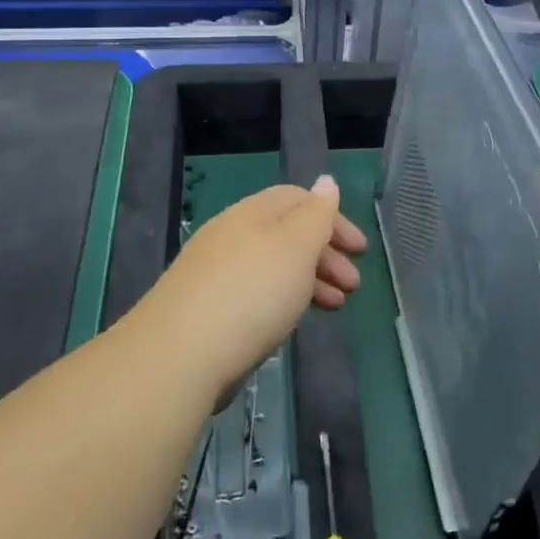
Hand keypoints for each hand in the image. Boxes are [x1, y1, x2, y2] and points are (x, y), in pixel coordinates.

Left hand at [138, 175, 366, 398]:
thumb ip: (316, 214)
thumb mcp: (296, 246)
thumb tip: (326, 181)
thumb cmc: (252, 292)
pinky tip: (291, 322)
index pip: (298, 199)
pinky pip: (257, 293)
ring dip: (310, 281)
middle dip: (326, 255)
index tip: (360, 250)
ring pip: (273, 267)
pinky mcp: (207, 311)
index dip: (333, 219)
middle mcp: (232, 235)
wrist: (179, 356)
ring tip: (334, 307)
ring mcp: (216, 274)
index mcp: (252, 213)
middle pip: (287, 234)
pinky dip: (284, 300)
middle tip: (353, 285)